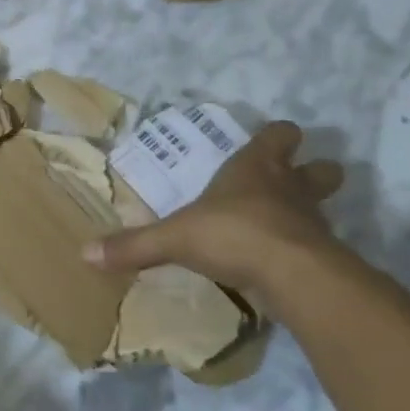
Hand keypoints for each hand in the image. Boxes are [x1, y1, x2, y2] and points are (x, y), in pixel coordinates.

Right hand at [85, 121, 344, 304]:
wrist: (293, 276)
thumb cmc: (233, 233)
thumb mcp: (175, 238)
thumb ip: (134, 245)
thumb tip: (85, 252)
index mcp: (256, 168)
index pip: (278, 134)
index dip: (276, 137)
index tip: (269, 142)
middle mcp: (290, 188)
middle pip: (320, 169)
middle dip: (312, 171)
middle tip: (292, 182)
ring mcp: (313, 222)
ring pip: (322, 208)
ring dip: (308, 213)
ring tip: (284, 227)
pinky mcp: (324, 257)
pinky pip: (318, 247)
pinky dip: (305, 251)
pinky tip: (283, 265)